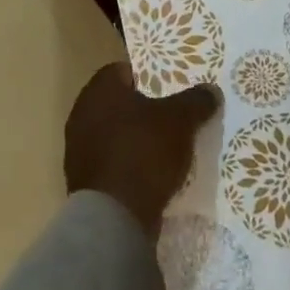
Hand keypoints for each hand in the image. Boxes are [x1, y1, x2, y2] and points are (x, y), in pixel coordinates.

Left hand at [64, 62, 218, 235]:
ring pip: (114, 134)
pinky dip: (128, 164)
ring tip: (165, 147)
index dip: (147, 76)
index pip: (123, 70)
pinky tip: (151, 174)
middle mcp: (82, 114)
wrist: (114, 219)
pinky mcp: (82, 182)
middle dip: (143, 109)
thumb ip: (196, 100)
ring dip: (135, 138)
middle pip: (119, 103)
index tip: (169, 88)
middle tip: (172, 115)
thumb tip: (210, 91)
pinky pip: (111, 162)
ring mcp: (78, 150)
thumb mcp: (181, 120)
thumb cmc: (144, 152)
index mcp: (100, 90)